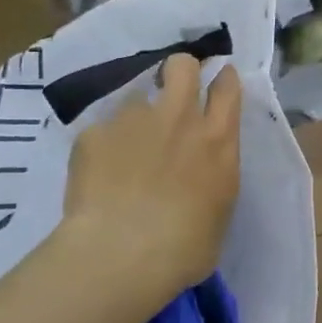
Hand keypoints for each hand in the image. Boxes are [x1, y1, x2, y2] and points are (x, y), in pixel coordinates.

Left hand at [52, 54, 242, 308]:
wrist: (121, 256)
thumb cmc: (185, 248)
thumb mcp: (220, 209)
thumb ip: (214, 175)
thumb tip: (203, 172)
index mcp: (217, 140)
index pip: (227, 87)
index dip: (223, 79)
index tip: (218, 81)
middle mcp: (179, 118)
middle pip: (182, 65)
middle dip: (179, 72)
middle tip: (173, 94)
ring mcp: (133, 121)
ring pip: (136, 96)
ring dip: (136, 116)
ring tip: (126, 148)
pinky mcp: (94, 134)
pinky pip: (101, 130)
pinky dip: (101, 147)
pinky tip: (96, 174)